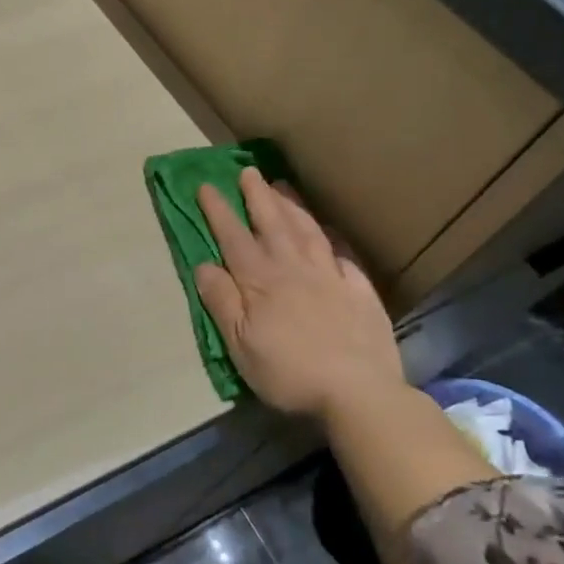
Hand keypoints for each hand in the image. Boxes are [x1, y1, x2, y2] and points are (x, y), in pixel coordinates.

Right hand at [194, 167, 403, 422]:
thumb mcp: (240, 343)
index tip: (207, 185)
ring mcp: (330, 277)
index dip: (219, 210)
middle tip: (249, 171)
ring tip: (283, 186)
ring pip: (307, 231)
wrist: (358, 392)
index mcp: (260, 281)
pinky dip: (332, 237)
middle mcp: (293, 269)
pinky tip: (328, 230)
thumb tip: (204, 265)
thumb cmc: (288, 372)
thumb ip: (221, 301)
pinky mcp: (360, 291)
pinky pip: (343, 254)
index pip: (234, 237)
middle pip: (273, 223)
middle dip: (258, 196)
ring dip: (293, 206)